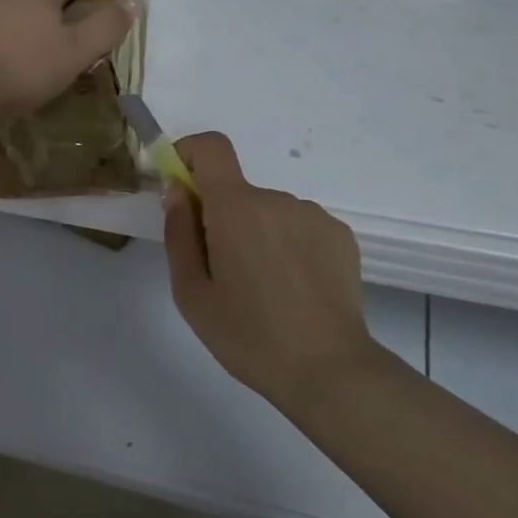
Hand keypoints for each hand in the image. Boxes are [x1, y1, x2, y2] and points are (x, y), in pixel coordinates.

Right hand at [163, 133, 376, 408]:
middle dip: (222, 218)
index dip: (190, 154)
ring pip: (269, 212)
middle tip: (224, 273)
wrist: (331, 371)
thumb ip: (178, 233)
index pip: (212, 146)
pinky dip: (288, 246)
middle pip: (237, 191)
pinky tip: (295, 290)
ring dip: (257, 235)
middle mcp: (277, 199)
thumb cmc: (249, 336)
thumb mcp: (192, 293)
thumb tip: (177, 190)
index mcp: (236, 208)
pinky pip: (299, 227)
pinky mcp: (340, 235)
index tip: (181, 188)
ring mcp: (313, 215)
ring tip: (265, 290)